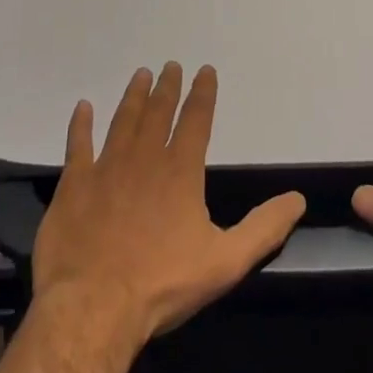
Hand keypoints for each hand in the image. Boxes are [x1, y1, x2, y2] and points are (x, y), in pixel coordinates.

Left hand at [32, 62, 305, 346]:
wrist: (93, 307)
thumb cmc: (163, 284)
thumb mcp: (226, 261)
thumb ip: (264, 228)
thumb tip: (298, 198)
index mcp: (180, 171)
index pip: (196, 120)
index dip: (203, 93)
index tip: (205, 70)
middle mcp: (144, 158)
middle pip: (158, 112)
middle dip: (167, 87)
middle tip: (170, 65)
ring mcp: (105, 168)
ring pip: (122, 121)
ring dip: (133, 96)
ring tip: (140, 75)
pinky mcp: (74, 186)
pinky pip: (78, 146)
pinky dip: (80, 125)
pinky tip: (82, 108)